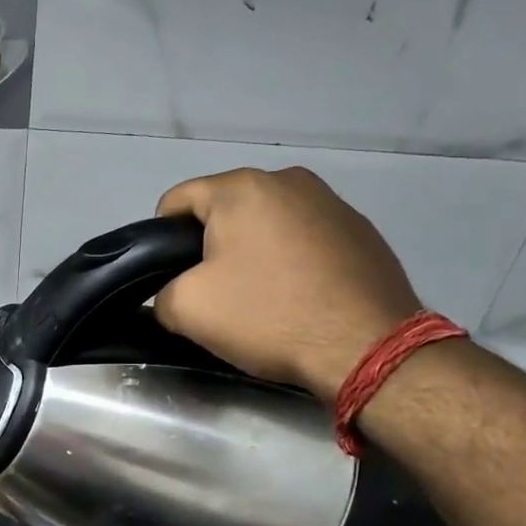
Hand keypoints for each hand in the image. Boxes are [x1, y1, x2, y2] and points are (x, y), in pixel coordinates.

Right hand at [153, 167, 423, 401]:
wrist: (365, 346)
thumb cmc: (268, 316)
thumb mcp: (187, 309)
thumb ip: (162, 292)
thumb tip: (175, 291)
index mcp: (242, 188)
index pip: (177, 200)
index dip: (160, 239)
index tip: (169, 278)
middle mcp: (289, 179)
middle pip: (225, 210)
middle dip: (212, 247)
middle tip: (214, 294)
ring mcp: (332, 202)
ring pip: (268, 225)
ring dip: (254, 253)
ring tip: (260, 299)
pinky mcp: (361, 230)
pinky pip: (305, 240)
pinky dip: (292, 262)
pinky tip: (299, 298)